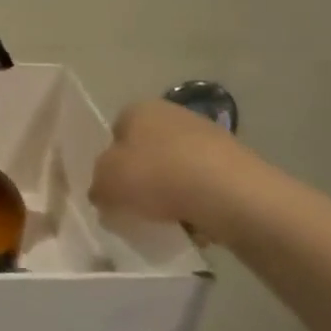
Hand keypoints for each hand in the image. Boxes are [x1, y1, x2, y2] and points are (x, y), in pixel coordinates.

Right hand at [89, 99, 242, 237]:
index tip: (112, 187)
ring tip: (166, 219)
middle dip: (142, 176)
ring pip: (176, 167)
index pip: (115, 132)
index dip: (111, 161)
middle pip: (147, 150)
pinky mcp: (234, 160)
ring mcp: (208, 134)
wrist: (228, 193)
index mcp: (138, 110)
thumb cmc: (155, 177)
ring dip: (170, 190)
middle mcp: (173, 113)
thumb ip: (97, 186)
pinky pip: (202, 184)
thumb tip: (104, 191)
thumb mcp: (104, 185)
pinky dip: (196, 201)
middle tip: (135, 205)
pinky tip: (194, 221)